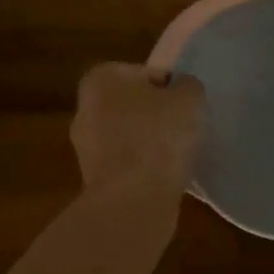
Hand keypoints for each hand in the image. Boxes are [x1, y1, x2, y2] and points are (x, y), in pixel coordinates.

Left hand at [71, 63, 205, 201]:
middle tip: (183, 131)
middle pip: (132, 107)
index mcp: (100, 78)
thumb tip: (180, 91)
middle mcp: (84, 108)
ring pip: (127, 138)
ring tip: (177, 159)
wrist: (135, 199)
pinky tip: (163, 179)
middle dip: (154, 117)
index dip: (169, 89)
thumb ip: (186, 86)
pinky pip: (126, 166)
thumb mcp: (190, 97)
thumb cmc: (159, 137)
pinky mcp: (93, 180)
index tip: (185, 108)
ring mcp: (85, 147)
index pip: (143, 74)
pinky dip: (142, 170)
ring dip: (148, 145)